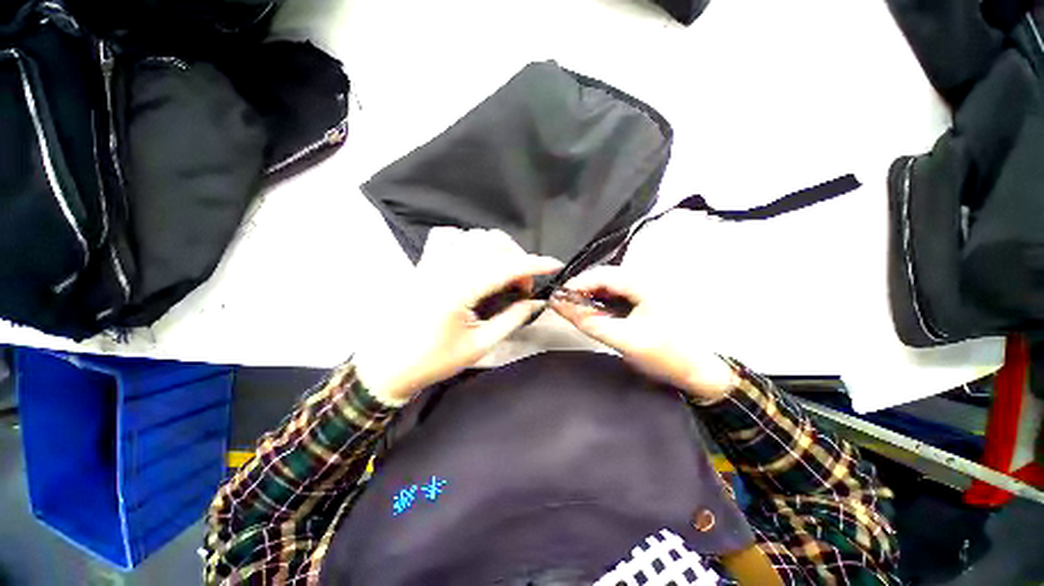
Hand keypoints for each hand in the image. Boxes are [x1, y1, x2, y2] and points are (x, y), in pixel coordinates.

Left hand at [355, 228, 561, 404]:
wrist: (387, 364)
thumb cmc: (433, 360)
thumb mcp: (479, 345)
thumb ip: (511, 319)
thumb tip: (535, 301)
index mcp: (459, 290)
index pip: (506, 267)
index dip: (534, 264)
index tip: (554, 264)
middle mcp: (445, 268)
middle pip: (492, 244)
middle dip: (518, 258)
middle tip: (523, 285)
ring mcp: (432, 262)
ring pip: (474, 236)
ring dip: (497, 248)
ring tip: (504, 270)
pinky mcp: (424, 263)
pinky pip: (448, 236)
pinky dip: (467, 241)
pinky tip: (473, 258)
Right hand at [550, 265, 737, 403]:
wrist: (701, 371)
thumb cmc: (666, 355)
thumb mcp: (624, 339)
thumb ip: (589, 321)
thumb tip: (560, 305)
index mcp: (644, 283)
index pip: (601, 274)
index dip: (576, 284)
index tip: (558, 298)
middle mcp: (646, 278)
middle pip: (604, 277)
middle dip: (582, 290)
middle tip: (564, 306)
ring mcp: (648, 288)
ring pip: (610, 285)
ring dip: (591, 295)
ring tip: (576, 309)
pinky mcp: (648, 298)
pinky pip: (618, 294)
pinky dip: (602, 301)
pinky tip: (596, 312)